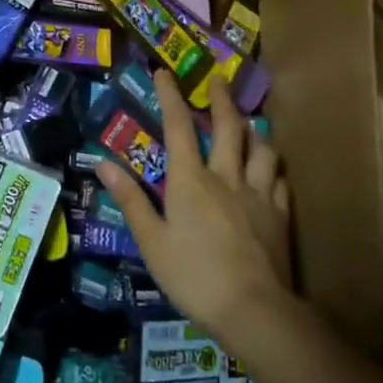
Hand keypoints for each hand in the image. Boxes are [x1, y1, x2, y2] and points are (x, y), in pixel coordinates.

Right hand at [96, 70, 292, 344]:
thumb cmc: (193, 276)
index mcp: (190, 180)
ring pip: (262, 149)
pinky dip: (273, 168)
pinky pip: (279, 180)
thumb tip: (103, 163)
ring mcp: (258, 195)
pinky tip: (271, 170)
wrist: (253, 310)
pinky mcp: (280, 216)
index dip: (170, 96)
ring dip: (254, 131)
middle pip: (228, 127)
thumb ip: (131, 200)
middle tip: (219, 79)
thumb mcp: (151, 241)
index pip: (178, 127)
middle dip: (221, 99)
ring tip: (250, 124)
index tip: (164, 72)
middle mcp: (226, 177)